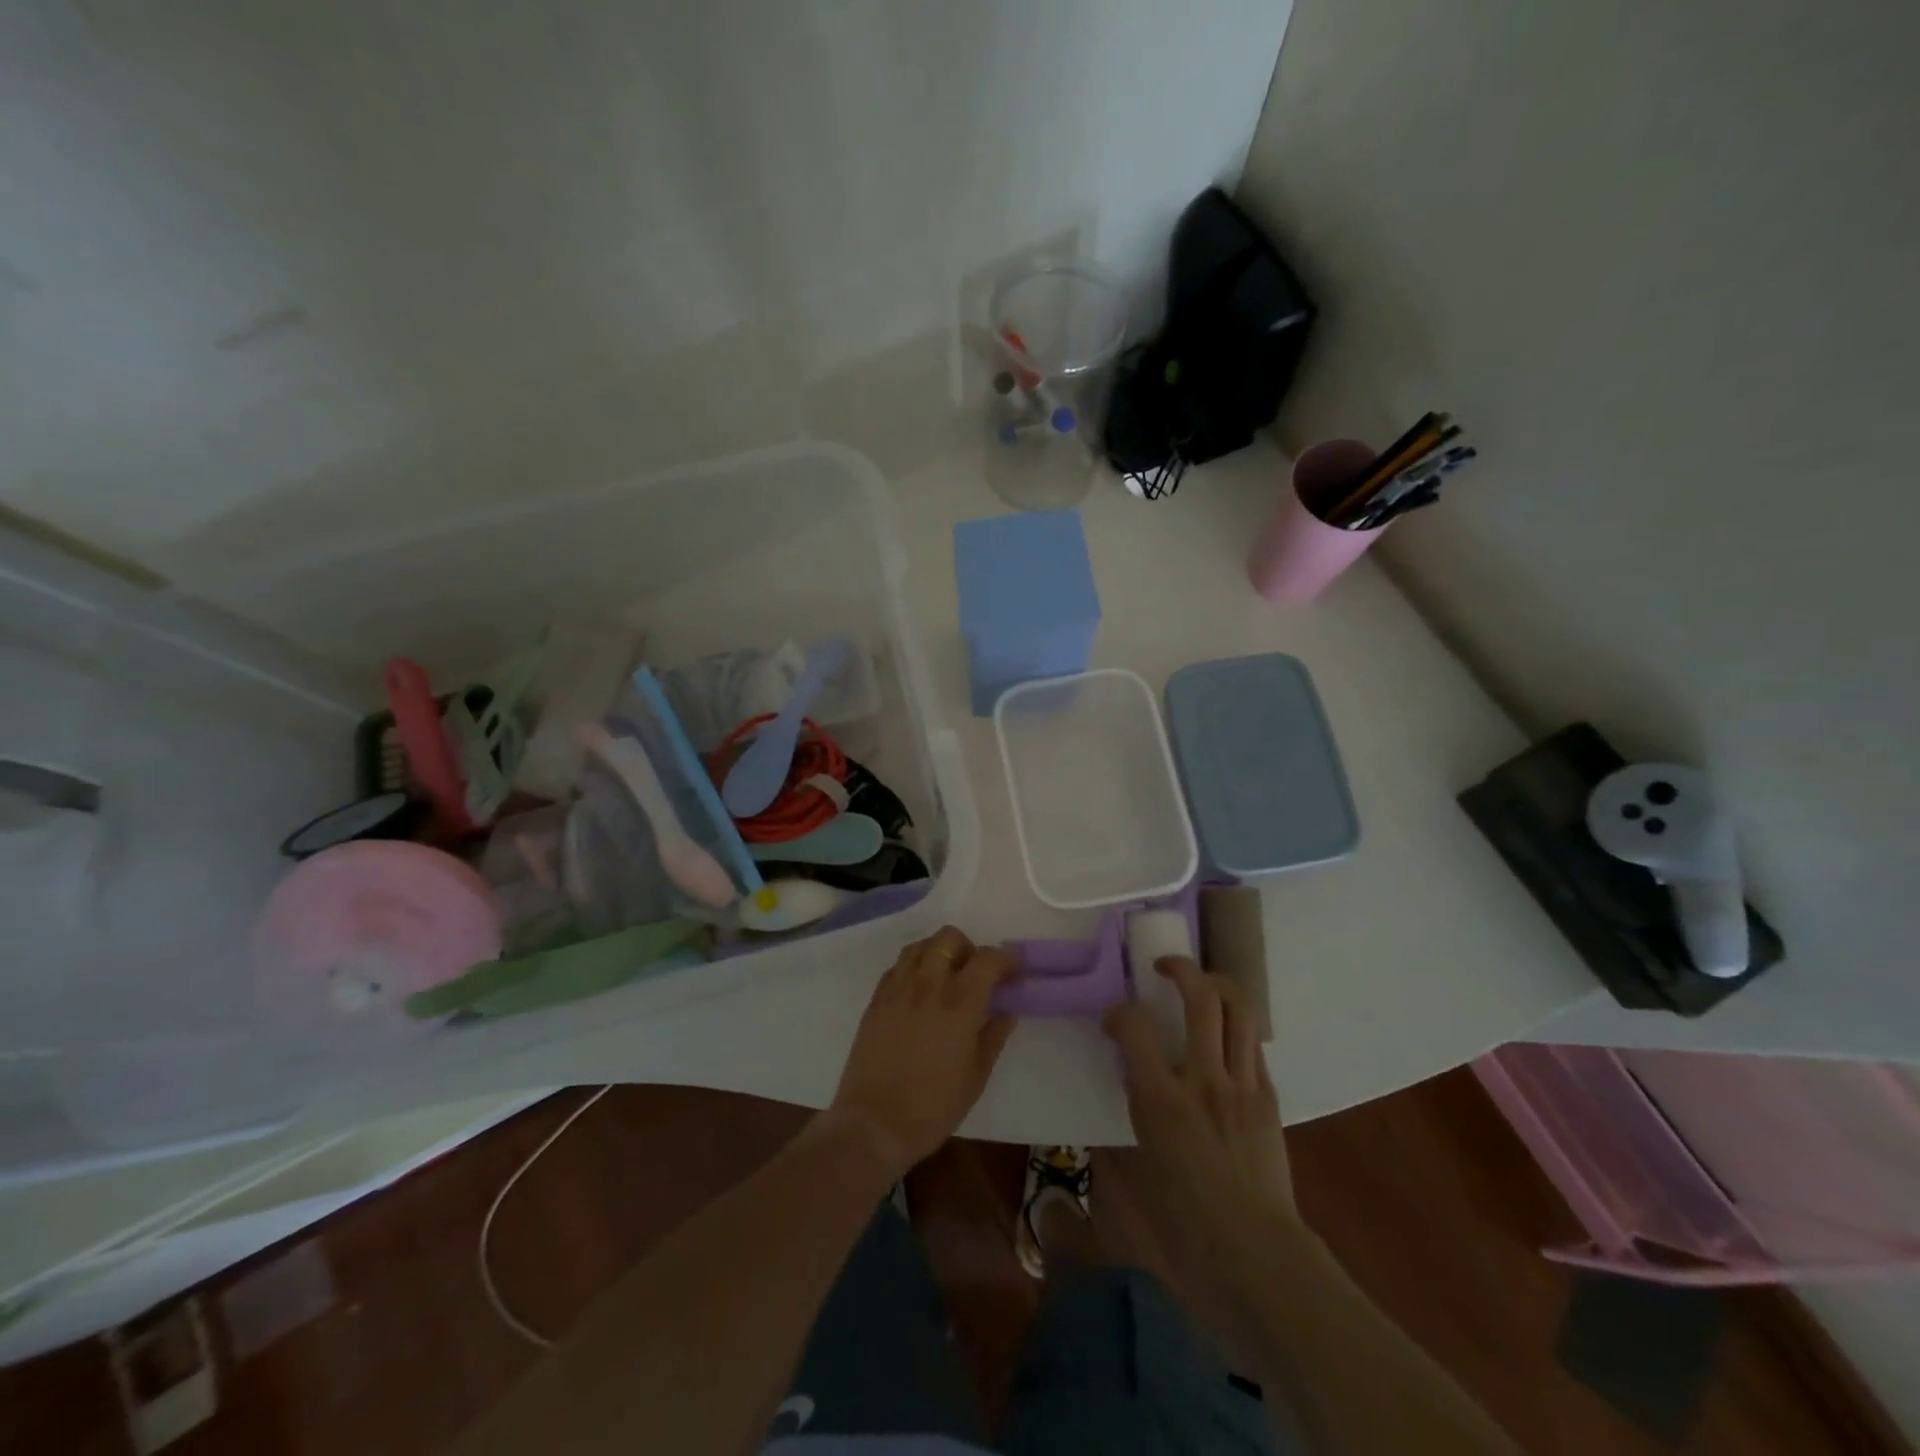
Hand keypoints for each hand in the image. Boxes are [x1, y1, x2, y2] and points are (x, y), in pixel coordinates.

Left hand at [830, 926, 1016, 1180]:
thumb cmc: (932, 1107)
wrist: (873, 1124)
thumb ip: (994, 1036)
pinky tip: (919, 992)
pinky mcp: (875, 999)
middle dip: (968, 948)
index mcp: (959, 1004)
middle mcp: (927, 985)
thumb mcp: (976, 1077)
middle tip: (975, 973)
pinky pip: (898, 966)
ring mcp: (897, 989)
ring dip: (938, 952)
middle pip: (949, 938)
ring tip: (946, 978)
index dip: (1006, 958)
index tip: (1014, 970)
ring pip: (920, 945)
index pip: (987, 959)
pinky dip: (914, 968)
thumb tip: (1008, 1010)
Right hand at [1102, 958, 1296, 1313]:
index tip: (1112, 1018)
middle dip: (1180, 968)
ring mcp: (1244, 1085)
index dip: (1118, 1011)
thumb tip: (1128, 1081)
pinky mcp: (1269, 1097)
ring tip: (1200, 985)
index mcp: (1163, 1101)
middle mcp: (1205, 1080)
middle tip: (1163, 967)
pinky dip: (1235, 1027)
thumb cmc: (1185, 1224)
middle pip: (1201, 997)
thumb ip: (1131, 1112)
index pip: (1134, 1026)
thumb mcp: (1139, 1166)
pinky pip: (1252, 1043)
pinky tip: (1221, 1039)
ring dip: (1217, 984)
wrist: (1258, 1257)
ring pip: (1239, 1008)